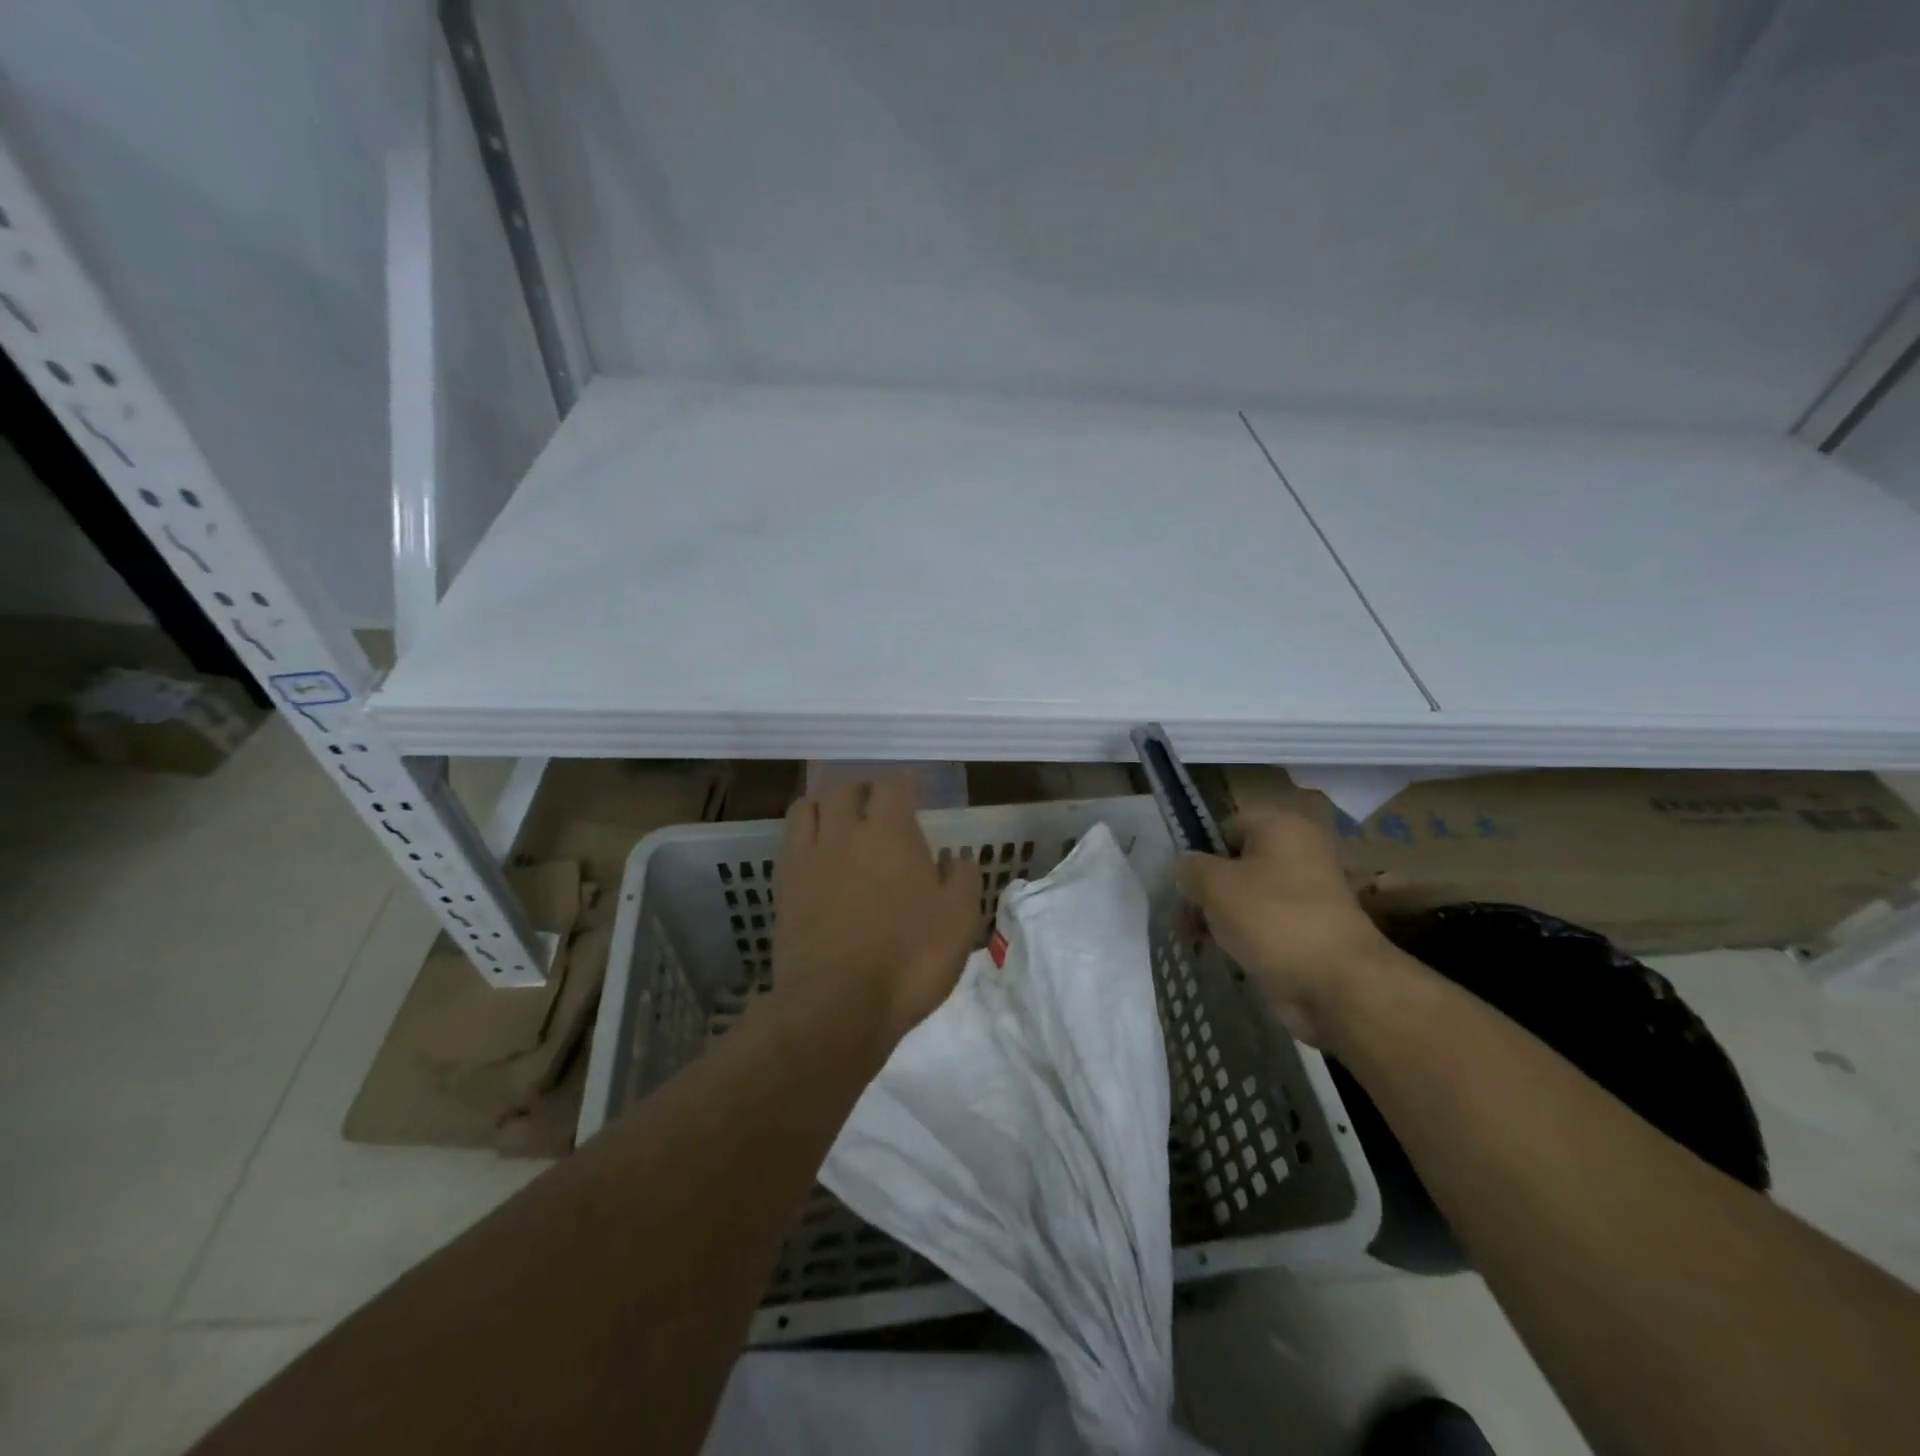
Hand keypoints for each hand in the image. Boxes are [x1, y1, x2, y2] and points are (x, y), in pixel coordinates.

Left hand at [772, 776, 982, 1050]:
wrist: (836, 1006)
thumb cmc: (908, 960)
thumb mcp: (960, 922)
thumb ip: (963, 880)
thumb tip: (954, 858)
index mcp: (890, 834)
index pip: (892, 785)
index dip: (904, 782)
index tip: (914, 789)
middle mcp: (845, 833)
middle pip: (845, 788)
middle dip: (863, 788)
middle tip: (877, 802)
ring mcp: (809, 858)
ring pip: (809, 806)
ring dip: (827, 803)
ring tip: (840, 818)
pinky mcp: (785, 886)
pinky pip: (790, 840)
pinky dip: (805, 833)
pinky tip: (817, 852)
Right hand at [1174, 808, 1405, 1045]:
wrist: (1337, 982)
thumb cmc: (1272, 918)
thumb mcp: (1214, 885)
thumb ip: (1189, 868)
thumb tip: (1185, 868)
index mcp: (1280, 825)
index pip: (1223, 827)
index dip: (1198, 854)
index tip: (1182, 886)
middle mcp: (1299, 849)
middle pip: (1235, 862)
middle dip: (1208, 889)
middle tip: (1187, 918)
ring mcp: (1310, 889)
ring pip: (1249, 893)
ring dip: (1223, 914)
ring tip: (1203, 940)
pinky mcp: (1313, 925)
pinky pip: (1267, 920)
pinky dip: (1247, 934)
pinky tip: (1230, 953)